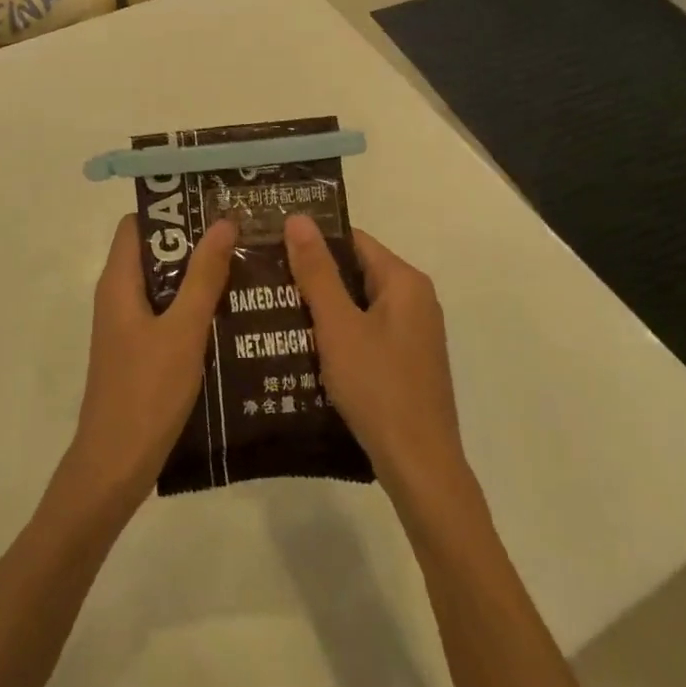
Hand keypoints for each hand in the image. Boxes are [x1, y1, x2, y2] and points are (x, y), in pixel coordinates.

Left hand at [62, 214, 235, 516]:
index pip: (138, 225)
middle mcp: (119, 296)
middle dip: (194, 242)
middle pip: (155, 252)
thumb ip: (204, 276)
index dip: (171, 210)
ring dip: (199, 276)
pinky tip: (232, 314)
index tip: (212, 203)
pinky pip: (167, 314)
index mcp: (119, 282)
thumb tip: (223, 222)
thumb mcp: (183, 330)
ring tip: (245, 266)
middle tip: (241, 233)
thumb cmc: (147, 392)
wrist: (115, 466)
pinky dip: (194, 307)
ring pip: (164, 285)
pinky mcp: (140, 351)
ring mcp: (128, 326)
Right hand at [284, 216, 468, 494]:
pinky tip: (303, 346)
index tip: (272, 243)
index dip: (313, 239)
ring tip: (273, 308)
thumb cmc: (378, 388)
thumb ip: (317, 271)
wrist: (420, 468)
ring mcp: (412, 333)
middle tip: (266, 278)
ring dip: (321, 306)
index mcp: (404, 282)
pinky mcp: (405, 362)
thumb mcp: (338, 326)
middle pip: (356, 271)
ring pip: (358, 304)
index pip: (353, 240)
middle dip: (313, 275)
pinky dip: (337, 333)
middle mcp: (415, 300)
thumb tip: (298, 219)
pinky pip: (365, 332)